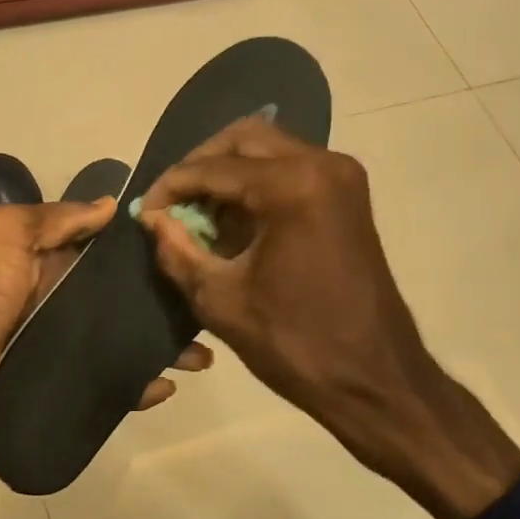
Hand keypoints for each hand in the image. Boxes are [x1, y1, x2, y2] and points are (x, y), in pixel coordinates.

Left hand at [0, 198, 212, 461]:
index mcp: (48, 261)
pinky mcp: (59, 382)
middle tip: (207, 306)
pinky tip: (167, 386)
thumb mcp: (8, 234)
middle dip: (162, 302)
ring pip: (121, 340)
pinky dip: (136, 386)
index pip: (106, 251)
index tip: (191, 246)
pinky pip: (105, 382)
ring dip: (159, 345)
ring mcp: (60, 344)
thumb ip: (57, 219)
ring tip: (202, 354)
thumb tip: (112, 204)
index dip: (144, 249)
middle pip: (120, 299)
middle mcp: (58, 299)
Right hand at [136, 118, 519, 518]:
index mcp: (293, 186)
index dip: (171, 187)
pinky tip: (232, 222)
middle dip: (200, 166)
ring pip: (269, 149)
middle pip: (244, 138)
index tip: (145, 211)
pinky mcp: (348, 197)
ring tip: (197, 214)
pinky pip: (290, 170)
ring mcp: (341, 178)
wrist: (374, 380)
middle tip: (171, 202)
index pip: (213, 168)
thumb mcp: (220, 300)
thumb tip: (153, 219)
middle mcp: (322, 165)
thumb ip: (177, 250)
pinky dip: (256, 185)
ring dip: (228, 173)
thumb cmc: (295, 344)